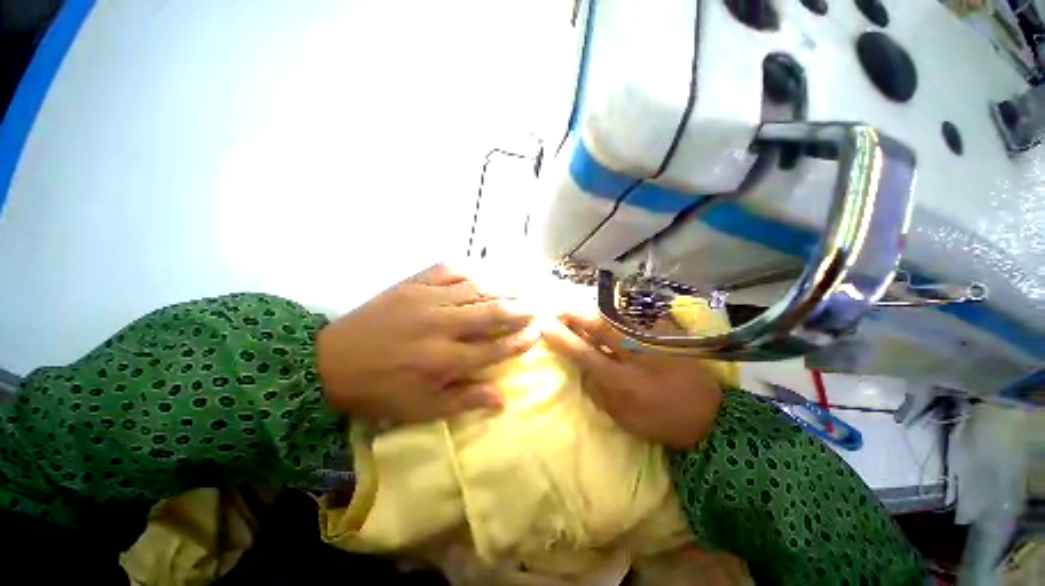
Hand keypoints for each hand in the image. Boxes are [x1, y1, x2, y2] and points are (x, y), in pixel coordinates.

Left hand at [317, 263, 537, 424]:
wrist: (329, 362)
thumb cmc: (379, 390)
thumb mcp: (420, 409)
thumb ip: (463, 401)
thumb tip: (502, 399)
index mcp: (443, 361)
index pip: (495, 349)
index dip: (520, 340)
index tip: (536, 333)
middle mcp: (441, 327)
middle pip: (491, 313)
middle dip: (520, 309)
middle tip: (537, 307)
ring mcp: (426, 300)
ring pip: (475, 289)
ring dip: (502, 288)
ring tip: (520, 288)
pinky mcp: (412, 285)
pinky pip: (448, 270)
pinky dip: (469, 270)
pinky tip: (482, 273)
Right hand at [542, 312, 722, 448]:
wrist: (708, 415)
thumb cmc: (659, 419)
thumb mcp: (621, 415)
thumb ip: (596, 388)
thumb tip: (579, 365)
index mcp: (623, 380)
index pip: (583, 353)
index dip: (561, 337)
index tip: (544, 325)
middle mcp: (636, 354)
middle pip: (598, 325)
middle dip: (574, 315)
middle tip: (557, 310)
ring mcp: (652, 338)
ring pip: (614, 317)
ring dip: (591, 313)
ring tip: (574, 312)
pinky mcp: (665, 332)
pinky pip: (631, 319)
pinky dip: (613, 317)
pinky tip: (605, 319)